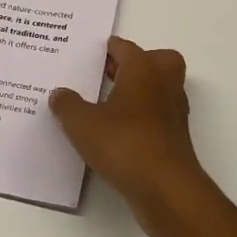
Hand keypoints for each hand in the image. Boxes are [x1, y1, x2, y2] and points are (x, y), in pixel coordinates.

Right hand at [50, 37, 212, 233]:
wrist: (166, 188)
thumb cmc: (125, 144)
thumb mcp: (82, 124)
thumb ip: (68, 105)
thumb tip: (59, 93)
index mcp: (143, 68)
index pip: (125, 48)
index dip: (106, 49)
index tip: (89, 55)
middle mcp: (164, 83)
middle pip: (155, 60)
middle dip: (135, 64)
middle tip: (109, 74)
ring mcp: (174, 110)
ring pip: (160, 88)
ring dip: (140, 91)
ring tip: (108, 104)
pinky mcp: (176, 137)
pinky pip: (158, 115)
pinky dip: (143, 117)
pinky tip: (119, 132)